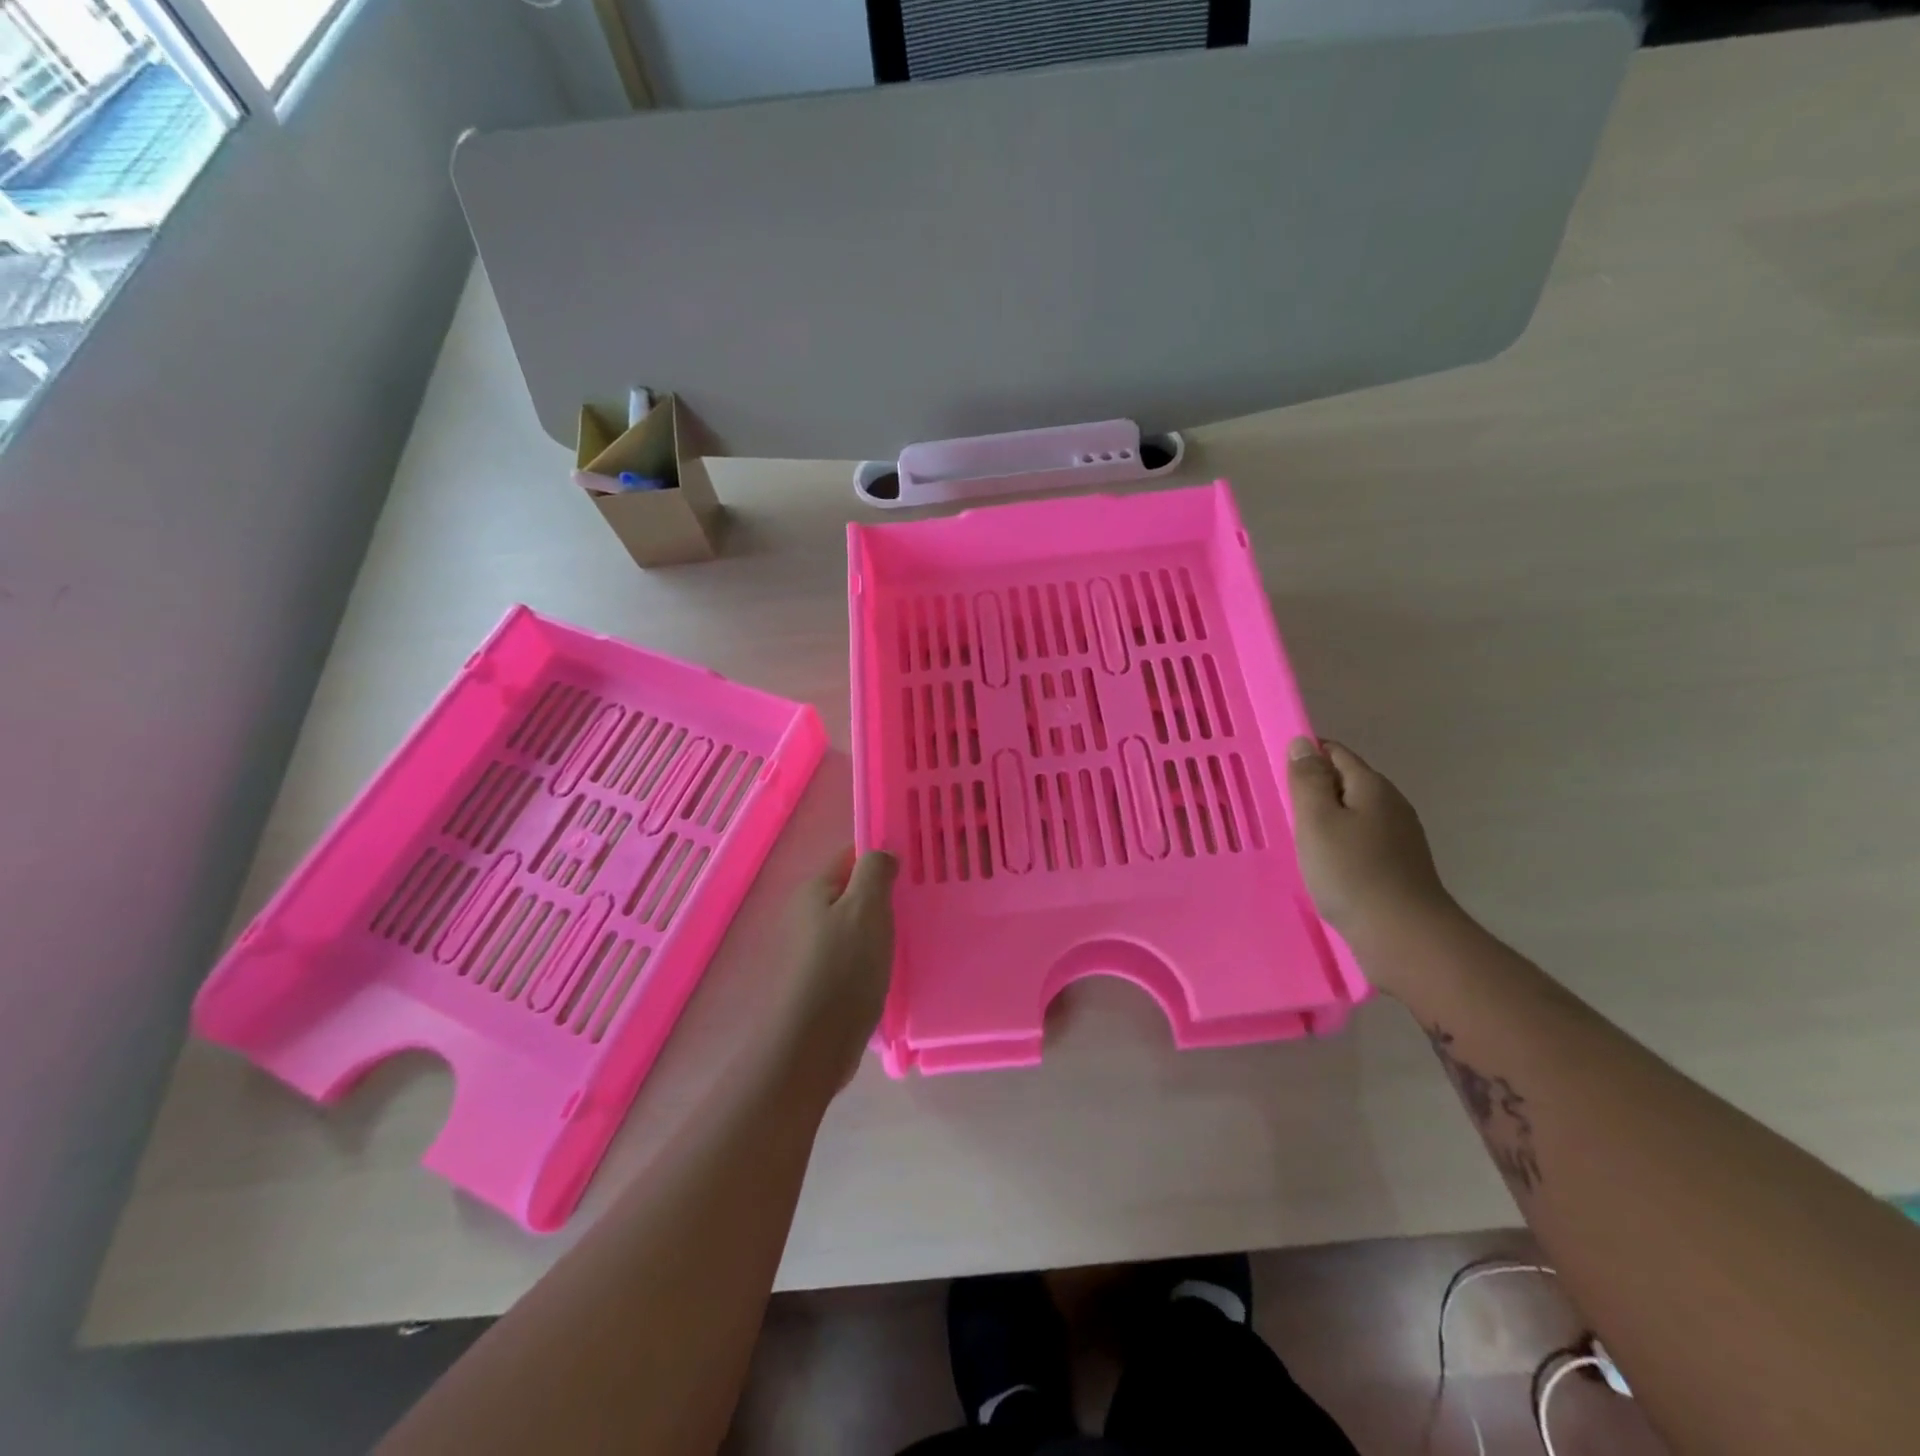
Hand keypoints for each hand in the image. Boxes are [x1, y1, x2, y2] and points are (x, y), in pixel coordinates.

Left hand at [779, 848, 898, 1091]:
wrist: (815, 1043)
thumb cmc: (844, 966)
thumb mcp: (866, 907)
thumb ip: (875, 871)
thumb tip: (882, 853)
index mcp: (815, 890)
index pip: (851, 856)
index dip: (882, 857)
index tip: (915, 867)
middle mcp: (809, 915)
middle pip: (854, 892)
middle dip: (885, 896)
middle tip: (920, 903)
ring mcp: (814, 950)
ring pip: (857, 925)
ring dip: (882, 928)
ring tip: (913, 934)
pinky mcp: (824, 980)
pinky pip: (856, 954)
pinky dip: (875, 956)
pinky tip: (894, 966)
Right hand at [1287, 737, 1452, 943]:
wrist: (1404, 937)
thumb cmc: (1351, 873)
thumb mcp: (1317, 821)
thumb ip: (1308, 780)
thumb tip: (1303, 743)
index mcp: (1372, 786)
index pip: (1335, 753)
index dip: (1305, 757)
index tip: (1276, 776)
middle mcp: (1391, 805)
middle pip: (1346, 783)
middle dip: (1314, 790)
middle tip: (1280, 809)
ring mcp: (1400, 838)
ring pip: (1354, 814)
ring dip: (1326, 820)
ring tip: (1297, 839)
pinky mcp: (1399, 866)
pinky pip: (1361, 841)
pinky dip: (1339, 845)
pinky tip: (1323, 865)